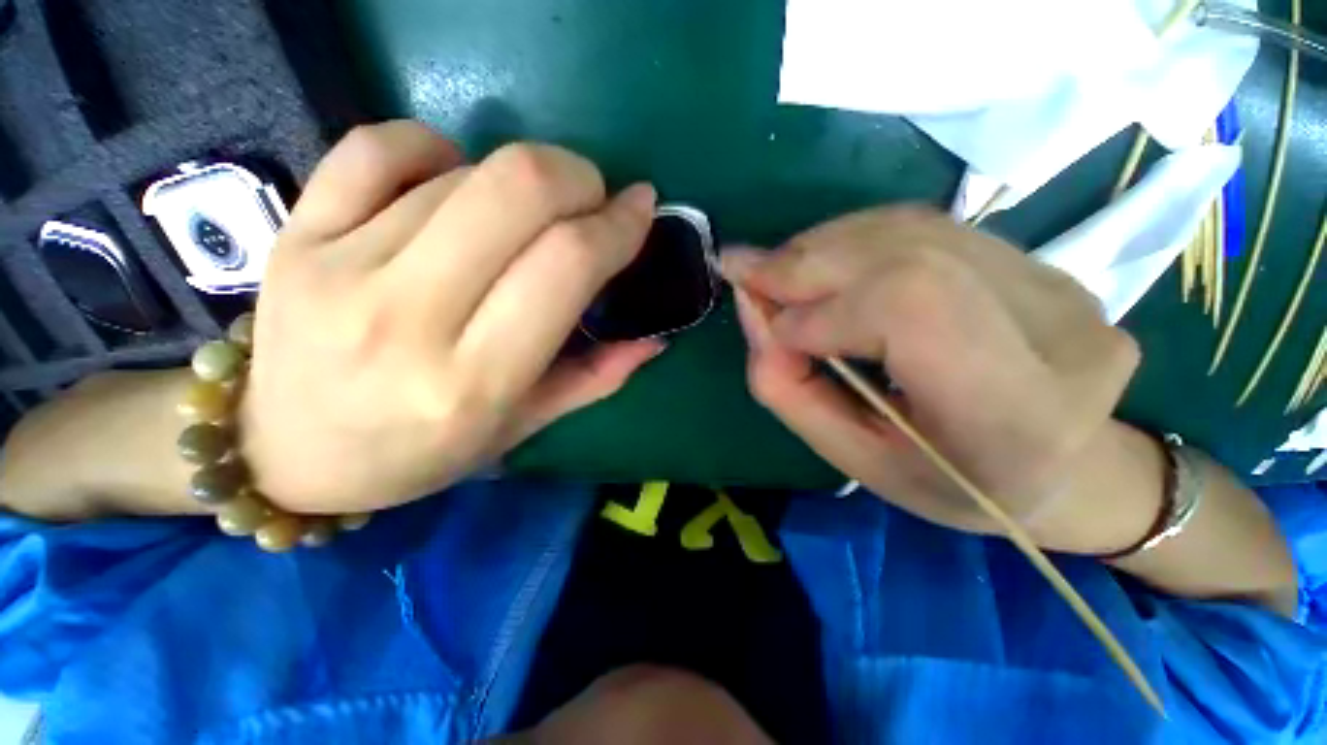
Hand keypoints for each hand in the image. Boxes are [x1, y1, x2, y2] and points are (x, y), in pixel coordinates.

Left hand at [240, 121, 662, 513]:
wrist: (285, 452)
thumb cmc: (419, 453)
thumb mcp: (522, 428)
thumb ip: (596, 379)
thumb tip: (654, 338)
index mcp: (474, 379)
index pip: (566, 265)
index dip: (617, 224)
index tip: (640, 208)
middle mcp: (407, 317)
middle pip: (517, 191)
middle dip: (577, 176)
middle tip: (592, 197)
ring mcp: (338, 264)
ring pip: (462, 172)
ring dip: (520, 178)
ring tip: (527, 212)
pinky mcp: (296, 232)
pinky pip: (378, 146)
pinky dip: (436, 147)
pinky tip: (451, 177)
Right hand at [723, 207, 1142, 544]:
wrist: (1062, 465)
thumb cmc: (950, 484)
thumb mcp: (855, 461)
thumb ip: (791, 391)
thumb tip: (754, 313)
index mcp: (1016, 414)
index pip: (908, 307)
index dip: (822, 311)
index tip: (771, 330)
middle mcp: (1054, 331)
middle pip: (903, 255)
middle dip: (804, 263)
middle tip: (747, 272)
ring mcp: (1055, 282)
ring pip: (909, 230)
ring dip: (822, 245)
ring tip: (777, 270)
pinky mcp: (1039, 260)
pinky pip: (923, 227)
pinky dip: (853, 238)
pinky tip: (823, 262)